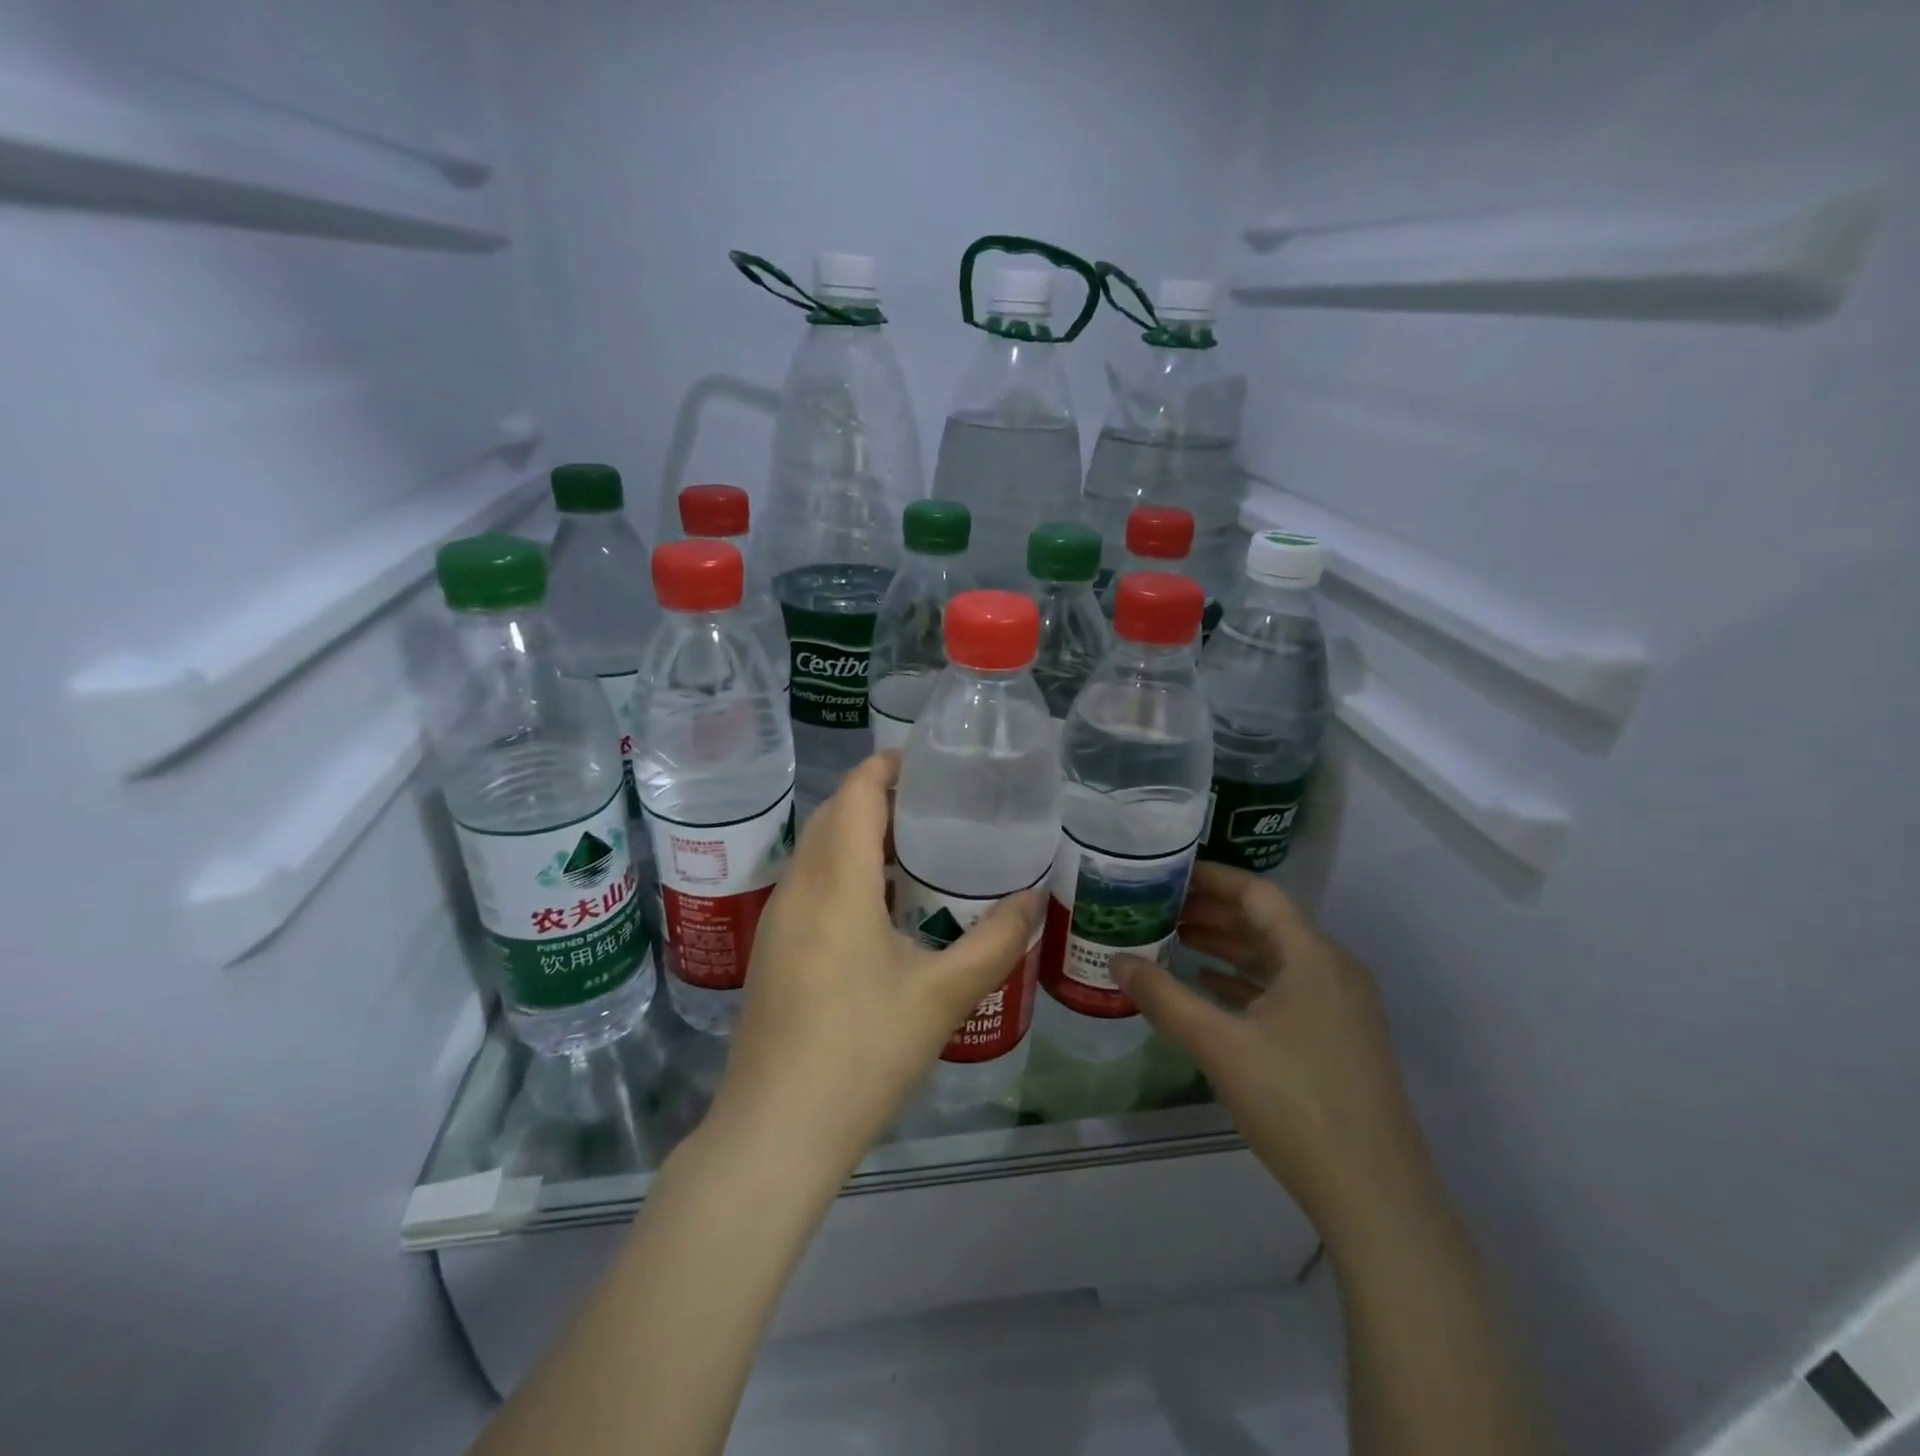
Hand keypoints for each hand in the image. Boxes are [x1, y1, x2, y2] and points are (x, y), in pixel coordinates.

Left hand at [707, 752, 1043, 1180]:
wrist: (775, 1133)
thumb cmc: (861, 1054)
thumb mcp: (942, 997)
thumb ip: (995, 941)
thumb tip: (1035, 897)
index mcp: (836, 883)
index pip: (855, 792)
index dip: (889, 765)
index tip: (933, 762)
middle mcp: (798, 887)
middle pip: (833, 814)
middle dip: (879, 795)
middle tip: (939, 804)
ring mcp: (778, 919)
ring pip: (817, 848)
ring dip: (860, 833)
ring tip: (918, 846)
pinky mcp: (773, 949)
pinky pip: (810, 882)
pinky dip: (845, 868)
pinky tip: (883, 904)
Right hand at [1112, 864, 1437, 1244]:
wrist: (1376, 1197)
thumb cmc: (1296, 1104)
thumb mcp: (1219, 1046)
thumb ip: (1164, 998)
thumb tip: (1116, 961)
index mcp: (1313, 956)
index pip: (1258, 894)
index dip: (1212, 878)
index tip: (1167, 872)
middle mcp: (1334, 970)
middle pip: (1268, 922)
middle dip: (1213, 912)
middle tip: (1160, 907)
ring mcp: (1342, 1007)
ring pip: (1277, 957)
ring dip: (1228, 946)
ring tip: (1177, 939)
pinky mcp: (1341, 1039)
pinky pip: (1288, 990)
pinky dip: (1247, 981)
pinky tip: (1211, 988)